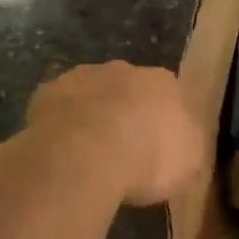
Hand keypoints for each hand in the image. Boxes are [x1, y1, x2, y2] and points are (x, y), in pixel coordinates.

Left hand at [27, 62, 205, 207]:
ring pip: (93, 93)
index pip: (171, 96)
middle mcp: (126, 70)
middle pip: (130, 89)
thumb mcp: (189, 169)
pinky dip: (61, 123)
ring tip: (89, 152)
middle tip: (124, 149)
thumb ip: (189, 153)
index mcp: (165, 83)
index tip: (159, 148)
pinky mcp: (49, 91)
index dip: (164, 121)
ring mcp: (84, 76)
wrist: (86, 155)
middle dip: (128, 113)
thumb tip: (187, 153)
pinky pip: (59, 107)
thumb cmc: (147, 160)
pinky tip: (60, 149)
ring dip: (93, 114)